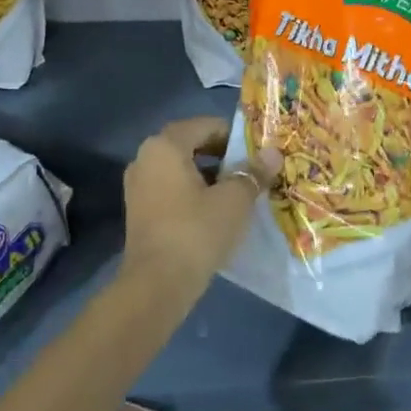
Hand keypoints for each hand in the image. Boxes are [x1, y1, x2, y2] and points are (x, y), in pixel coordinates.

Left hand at [121, 117, 275, 308]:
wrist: (156, 284)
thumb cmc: (196, 231)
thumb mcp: (234, 200)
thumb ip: (253, 173)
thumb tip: (273, 153)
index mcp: (165, 146)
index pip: (205, 126)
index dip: (234, 136)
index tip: (257, 152)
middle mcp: (145, 158)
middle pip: (190, 145)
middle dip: (222, 156)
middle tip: (250, 171)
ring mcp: (137, 186)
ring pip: (180, 169)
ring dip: (208, 175)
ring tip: (237, 192)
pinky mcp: (138, 211)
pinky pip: (170, 189)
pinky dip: (192, 193)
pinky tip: (215, 212)